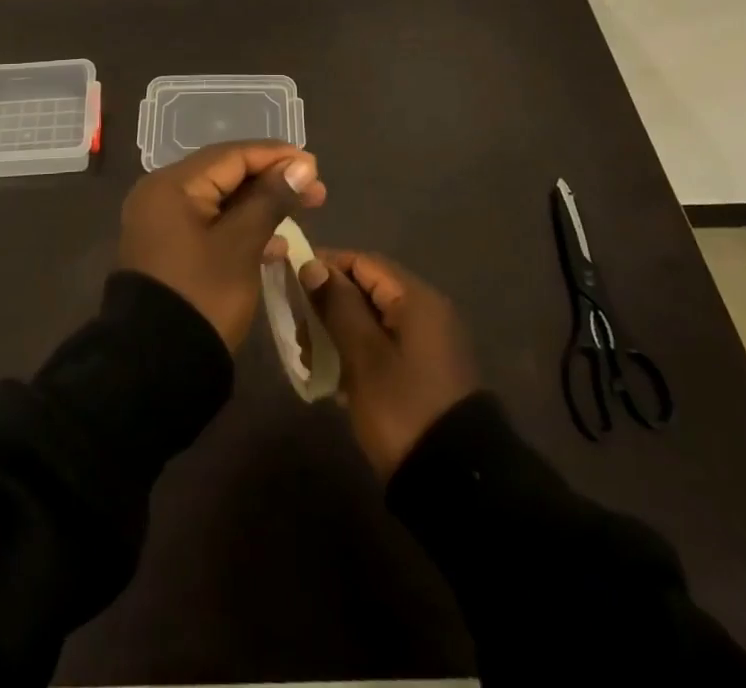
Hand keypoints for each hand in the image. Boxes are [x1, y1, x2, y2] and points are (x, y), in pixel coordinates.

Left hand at [117, 141, 326, 348]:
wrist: (154, 367)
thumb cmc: (202, 296)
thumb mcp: (242, 245)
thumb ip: (271, 199)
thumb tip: (301, 165)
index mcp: (172, 185)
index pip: (231, 155)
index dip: (276, 156)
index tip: (314, 165)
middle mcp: (162, 194)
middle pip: (226, 174)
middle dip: (272, 179)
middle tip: (316, 190)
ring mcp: (163, 222)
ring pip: (221, 200)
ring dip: (262, 204)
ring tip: (305, 208)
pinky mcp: (170, 248)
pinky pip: (211, 223)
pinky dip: (242, 227)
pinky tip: (276, 244)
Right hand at [302, 251, 478, 478]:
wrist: (455, 482)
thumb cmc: (403, 407)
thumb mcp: (363, 355)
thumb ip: (337, 305)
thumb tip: (313, 265)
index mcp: (415, 299)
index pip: (363, 262)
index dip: (325, 266)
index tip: (290, 282)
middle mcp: (425, 312)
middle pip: (367, 290)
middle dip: (328, 303)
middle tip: (298, 329)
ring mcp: (427, 344)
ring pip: (372, 320)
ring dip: (337, 331)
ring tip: (309, 357)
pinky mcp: (423, 373)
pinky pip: (382, 346)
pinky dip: (356, 352)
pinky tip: (333, 379)